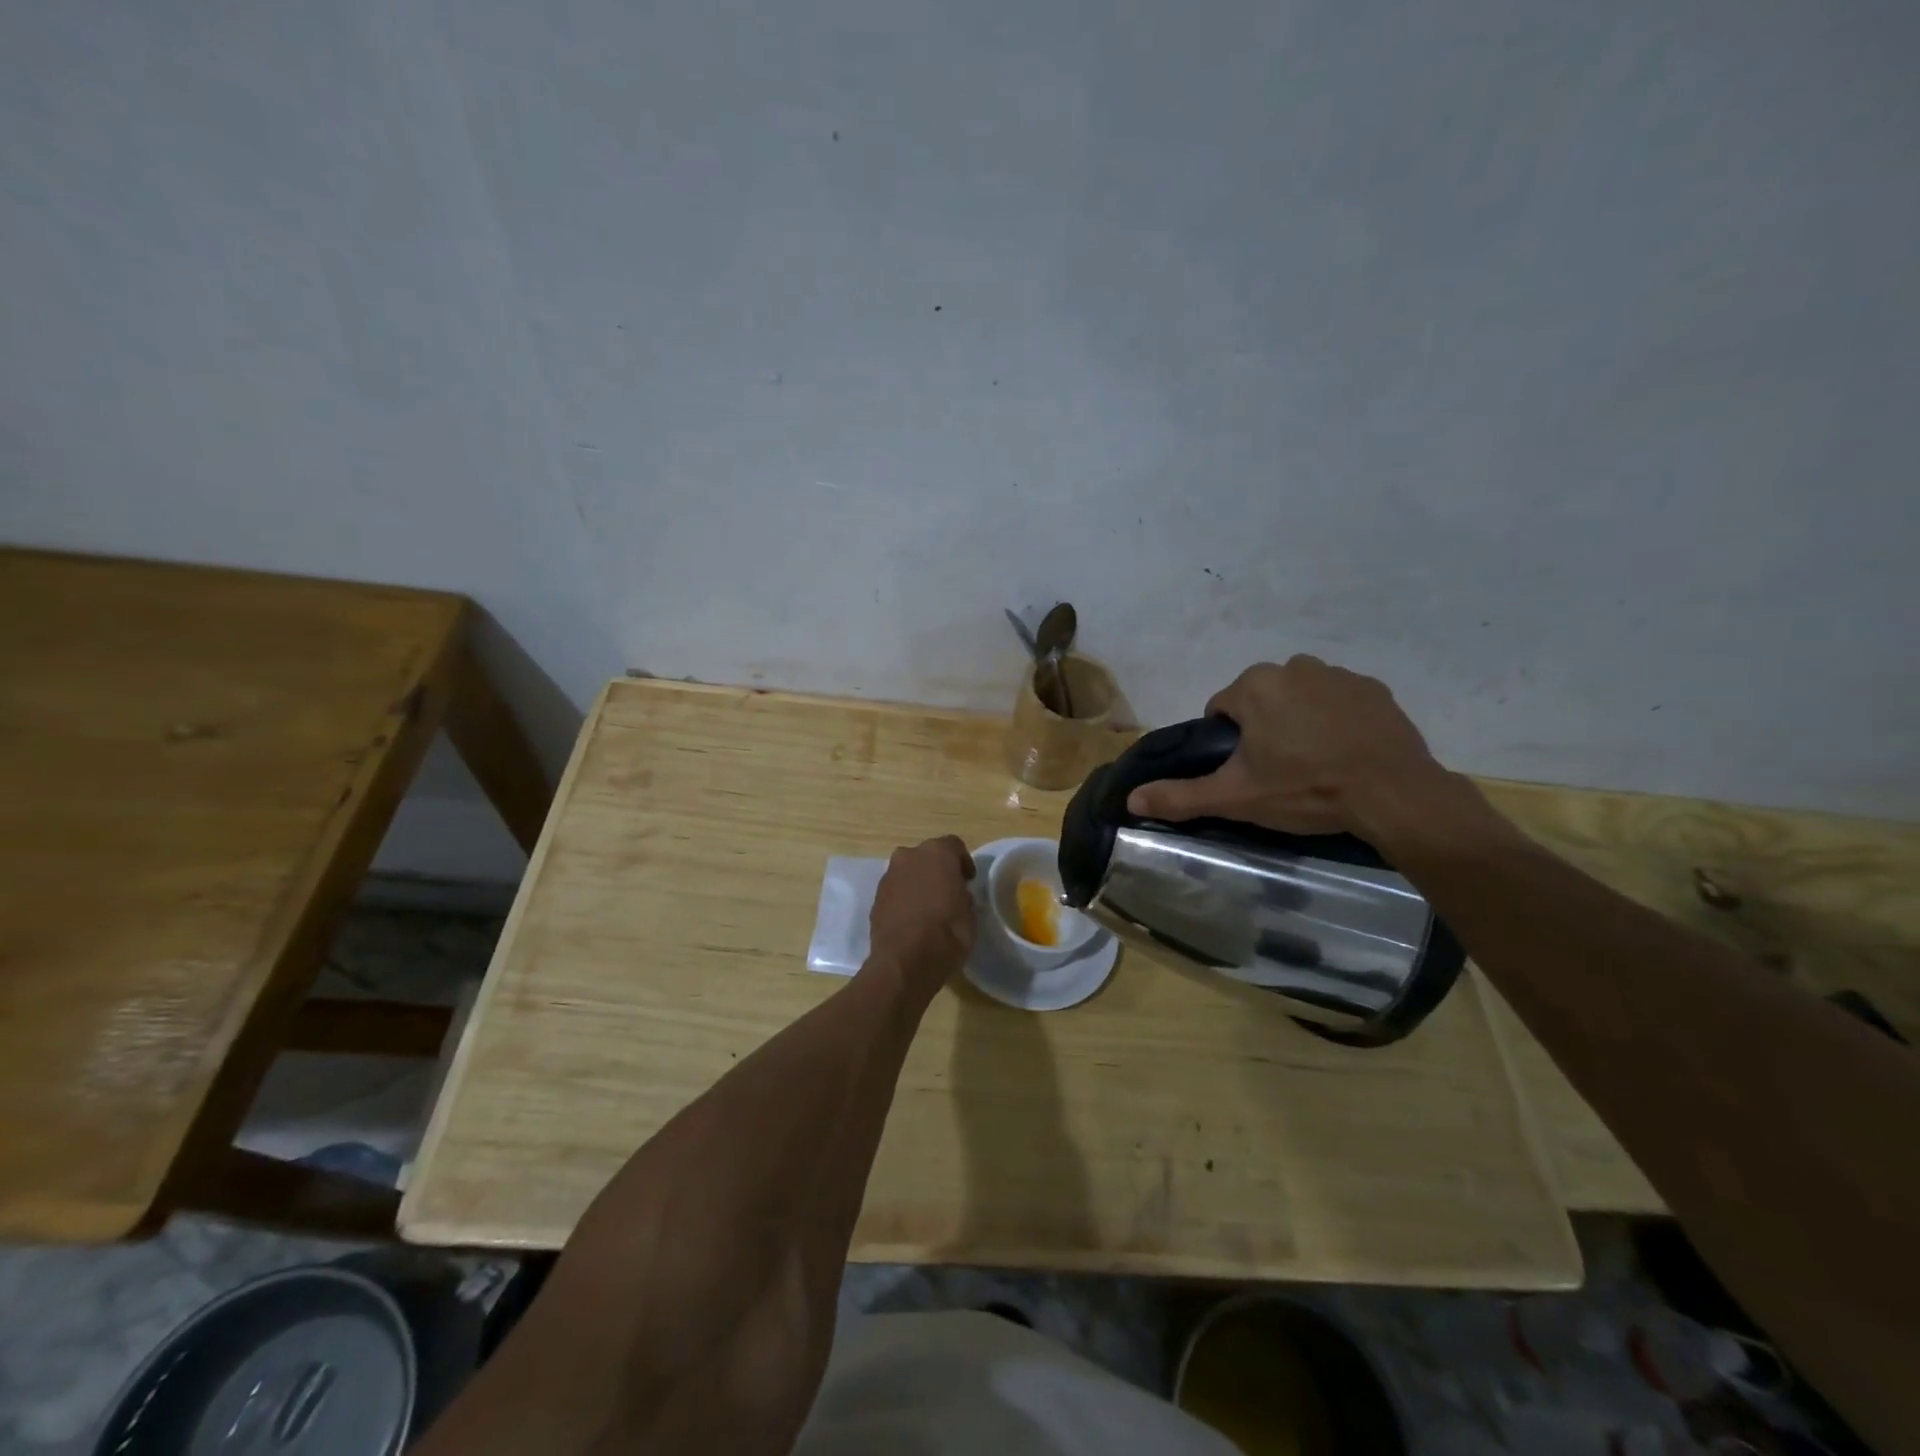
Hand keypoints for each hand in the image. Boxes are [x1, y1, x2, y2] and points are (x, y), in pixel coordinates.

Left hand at [868, 835, 975, 994]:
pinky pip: (895, 892)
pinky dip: (904, 900)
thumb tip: (956, 894)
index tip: (968, 880)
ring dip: (917, 884)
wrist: (907, 960)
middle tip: (948, 891)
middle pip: (926, 856)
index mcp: (937, 852)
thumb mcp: (970, 912)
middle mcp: (909, 856)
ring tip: (928, 909)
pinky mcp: (876, 898)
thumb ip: (962, 894)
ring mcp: (888, 876)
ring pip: (907, 873)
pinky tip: (912, 921)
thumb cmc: (949, 931)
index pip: (954, 845)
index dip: (963, 862)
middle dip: (936, 870)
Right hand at [1126, 656, 1452, 841]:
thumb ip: (1180, 795)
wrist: (1394, 795)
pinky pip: (1340, 702)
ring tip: (1315, 766)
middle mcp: (1295, 666)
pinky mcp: (1376, 690)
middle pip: (1261, 700)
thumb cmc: (1305, 789)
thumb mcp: (1236, 797)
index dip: (1229, 743)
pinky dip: (1337, 722)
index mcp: (1255, 685)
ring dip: (1300, 723)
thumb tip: (1130, 799)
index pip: (1222, 709)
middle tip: (1280, 772)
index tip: (1248, 771)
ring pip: (1300, 699)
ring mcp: (1340, 675)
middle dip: (1264, 729)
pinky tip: (1346, 755)